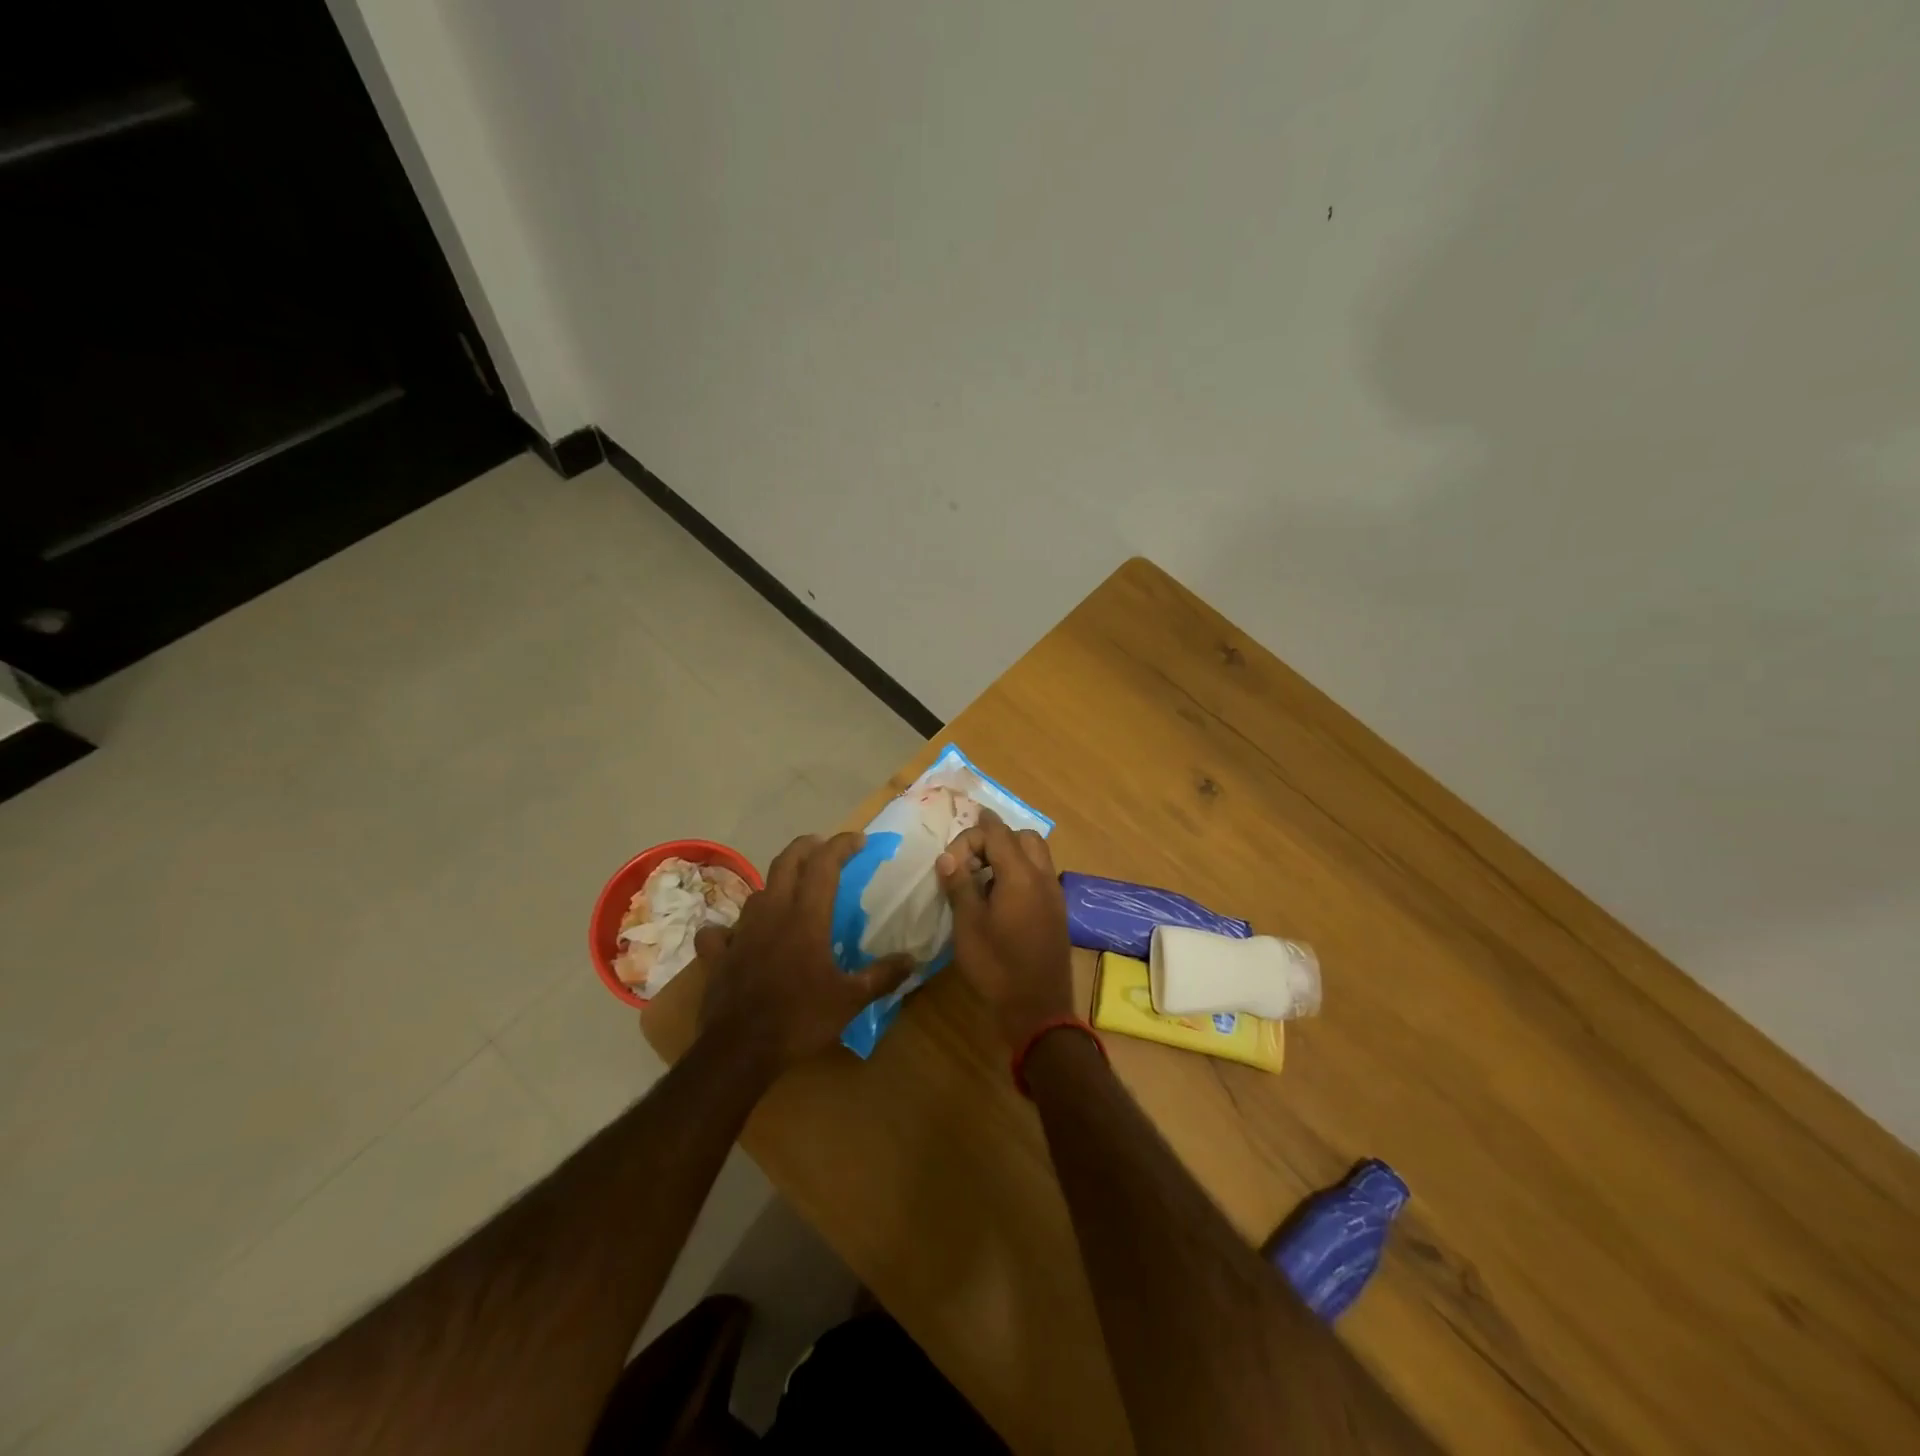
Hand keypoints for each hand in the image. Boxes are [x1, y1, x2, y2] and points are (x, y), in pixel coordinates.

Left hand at [695, 832, 913, 1073]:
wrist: (740, 1049)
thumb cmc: (800, 1018)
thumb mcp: (850, 1000)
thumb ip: (882, 976)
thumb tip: (912, 960)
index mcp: (806, 916)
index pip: (824, 864)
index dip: (842, 845)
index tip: (859, 840)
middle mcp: (772, 912)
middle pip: (786, 862)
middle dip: (807, 847)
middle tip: (823, 846)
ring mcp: (741, 931)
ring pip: (758, 892)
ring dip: (777, 884)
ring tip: (791, 892)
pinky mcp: (718, 954)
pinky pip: (720, 932)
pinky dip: (730, 929)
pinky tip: (737, 937)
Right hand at [936, 809, 1074, 1048]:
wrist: (1038, 1009)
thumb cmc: (997, 967)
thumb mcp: (968, 925)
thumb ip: (959, 885)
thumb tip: (947, 857)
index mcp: (1021, 874)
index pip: (996, 832)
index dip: (970, 835)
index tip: (949, 862)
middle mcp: (1043, 876)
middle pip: (1022, 837)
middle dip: (994, 839)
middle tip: (969, 863)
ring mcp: (1054, 893)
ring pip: (1035, 854)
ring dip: (1009, 855)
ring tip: (983, 880)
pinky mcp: (1057, 911)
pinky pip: (1040, 875)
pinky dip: (1021, 873)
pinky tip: (1000, 900)